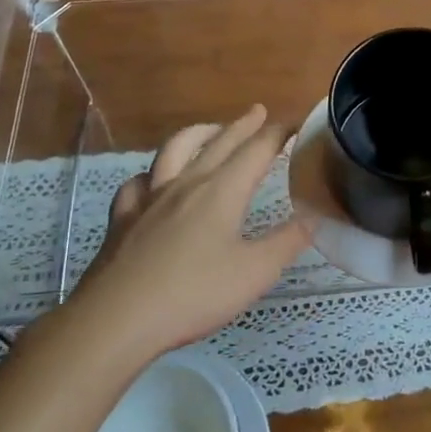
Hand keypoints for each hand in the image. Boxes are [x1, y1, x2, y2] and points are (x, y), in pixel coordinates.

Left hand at [66, 106, 310, 360]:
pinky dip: (151, 174)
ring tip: (210, 130)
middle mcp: (187, 183)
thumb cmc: (192, 294)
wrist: (116, 319)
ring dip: (198, 134)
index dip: (278, 133)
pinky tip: (153, 181)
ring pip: (174, 150)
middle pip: (219, 142)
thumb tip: (314, 217)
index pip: (257, 150)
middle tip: (258, 112)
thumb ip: (286, 242)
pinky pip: (137, 183)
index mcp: (222, 191)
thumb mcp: (254, 273)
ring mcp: (150, 198)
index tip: (295, 122)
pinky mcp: (123, 218)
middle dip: (242, 125)